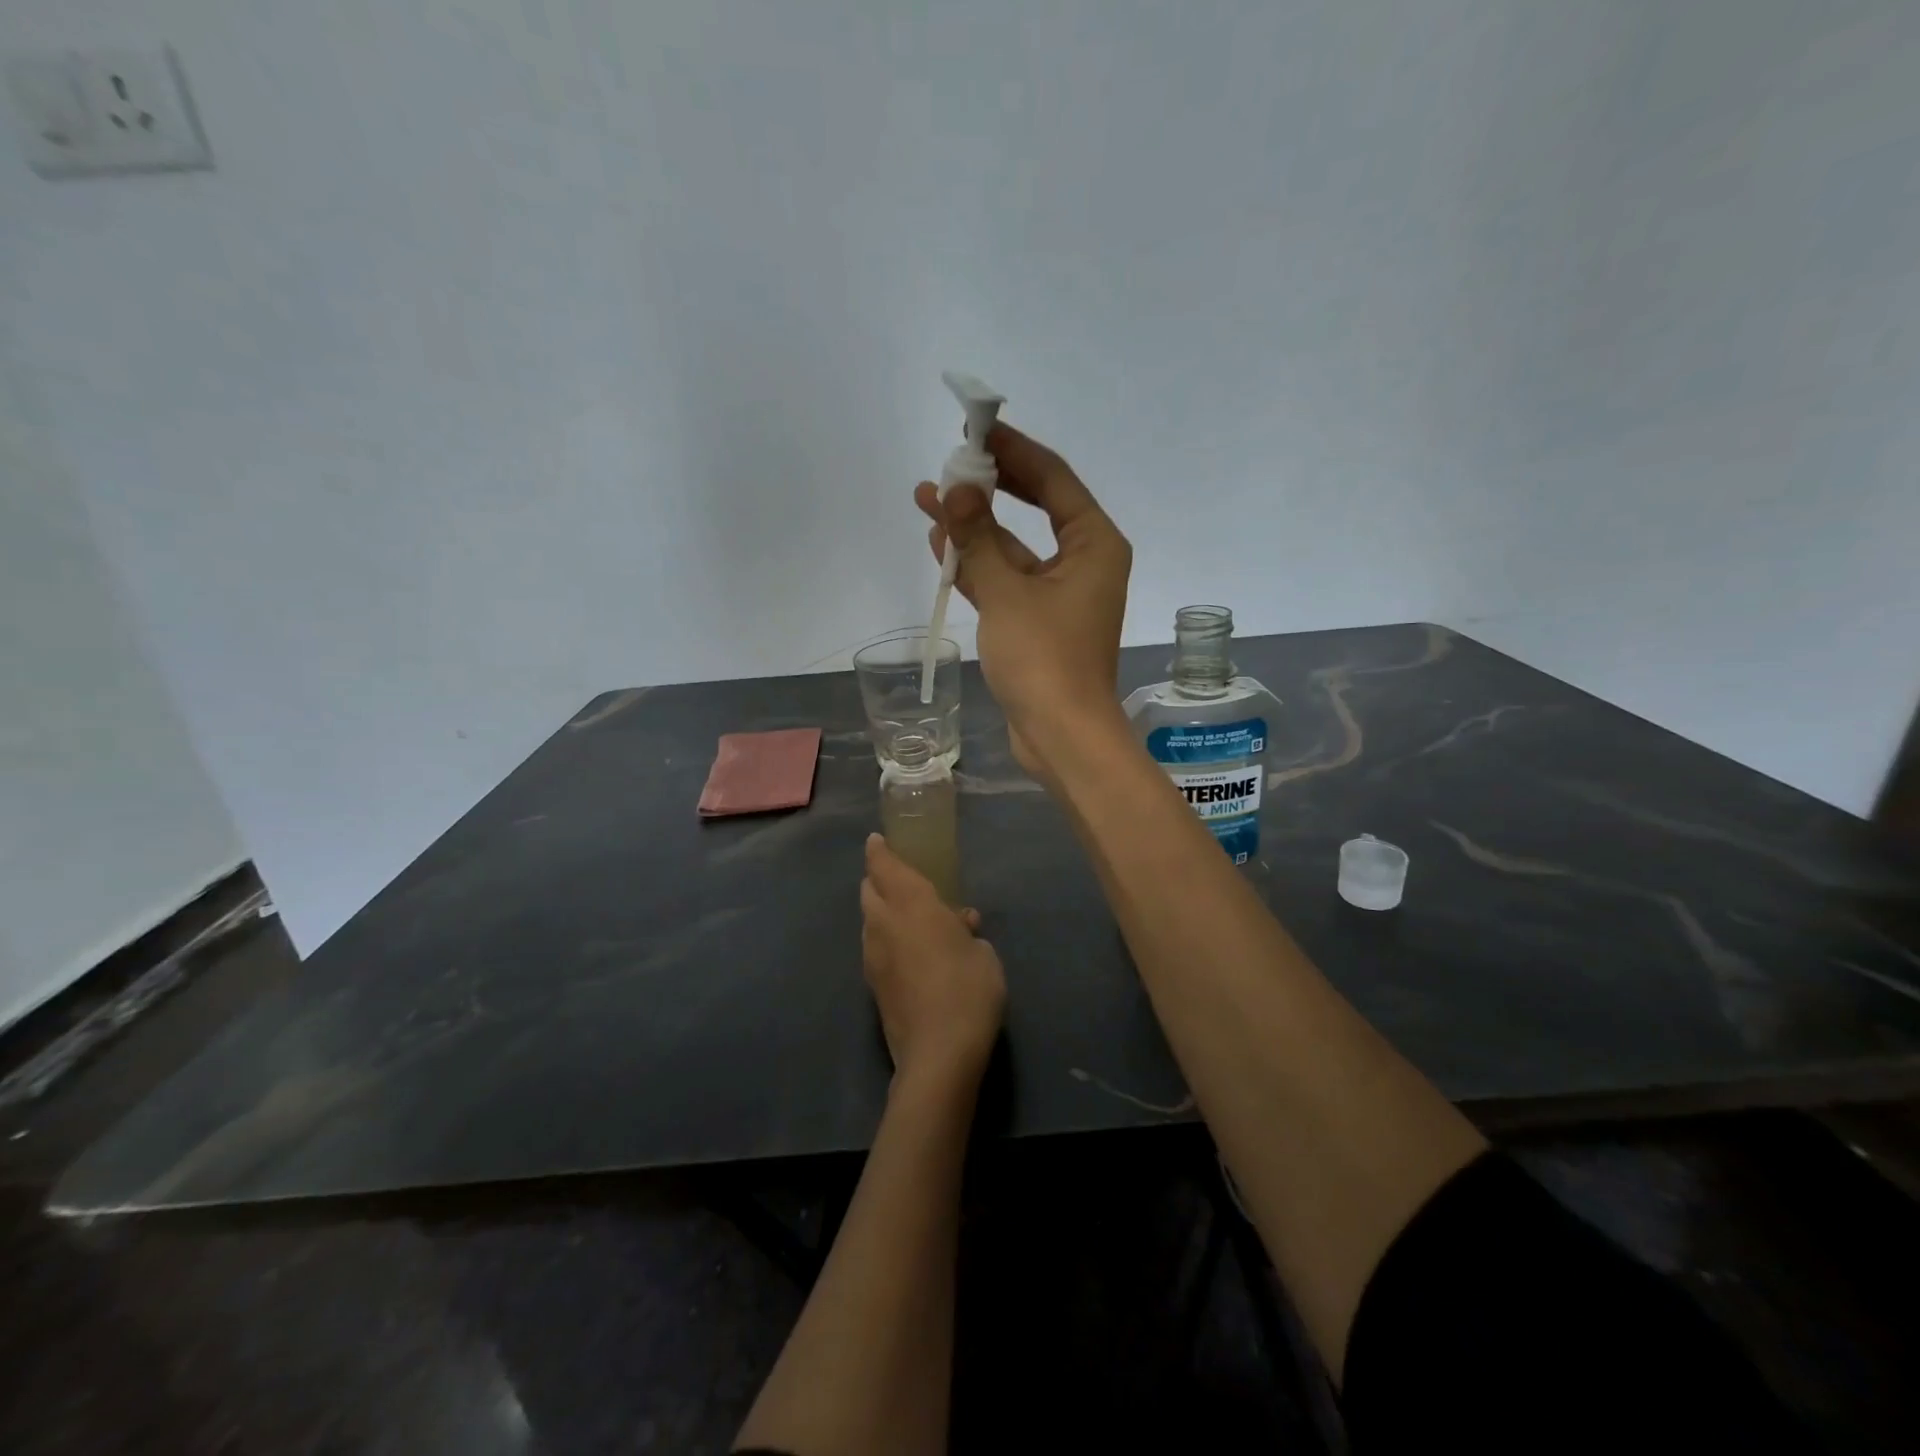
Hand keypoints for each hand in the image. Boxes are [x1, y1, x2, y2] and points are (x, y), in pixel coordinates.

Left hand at [860, 834, 1005, 1091]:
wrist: (938, 1054)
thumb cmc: (969, 990)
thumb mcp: (984, 954)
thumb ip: (968, 931)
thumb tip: (960, 922)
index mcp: (912, 905)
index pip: (885, 867)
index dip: (879, 851)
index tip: (876, 840)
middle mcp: (884, 924)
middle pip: (868, 891)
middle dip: (877, 879)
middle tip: (896, 878)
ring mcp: (873, 956)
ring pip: (868, 920)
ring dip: (880, 911)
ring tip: (907, 917)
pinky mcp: (872, 986)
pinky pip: (874, 947)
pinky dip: (884, 939)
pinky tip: (907, 952)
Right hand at [915, 423, 1131, 779]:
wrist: (1061, 736)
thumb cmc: (1044, 660)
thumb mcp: (1007, 593)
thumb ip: (979, 539)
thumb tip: (957, 489)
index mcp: (1094, 544)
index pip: (1053, 479)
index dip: (1014, 451)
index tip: (977, 428)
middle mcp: (1084, 561)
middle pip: (1035, 508)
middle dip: (990, 487)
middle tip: (948, 463)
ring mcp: (1060, 594)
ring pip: (1014, 547)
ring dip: (975, 527)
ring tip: (927, 498)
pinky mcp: (1039, 622)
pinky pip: (1007, 580)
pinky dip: (978, 565)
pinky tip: (942, 545)